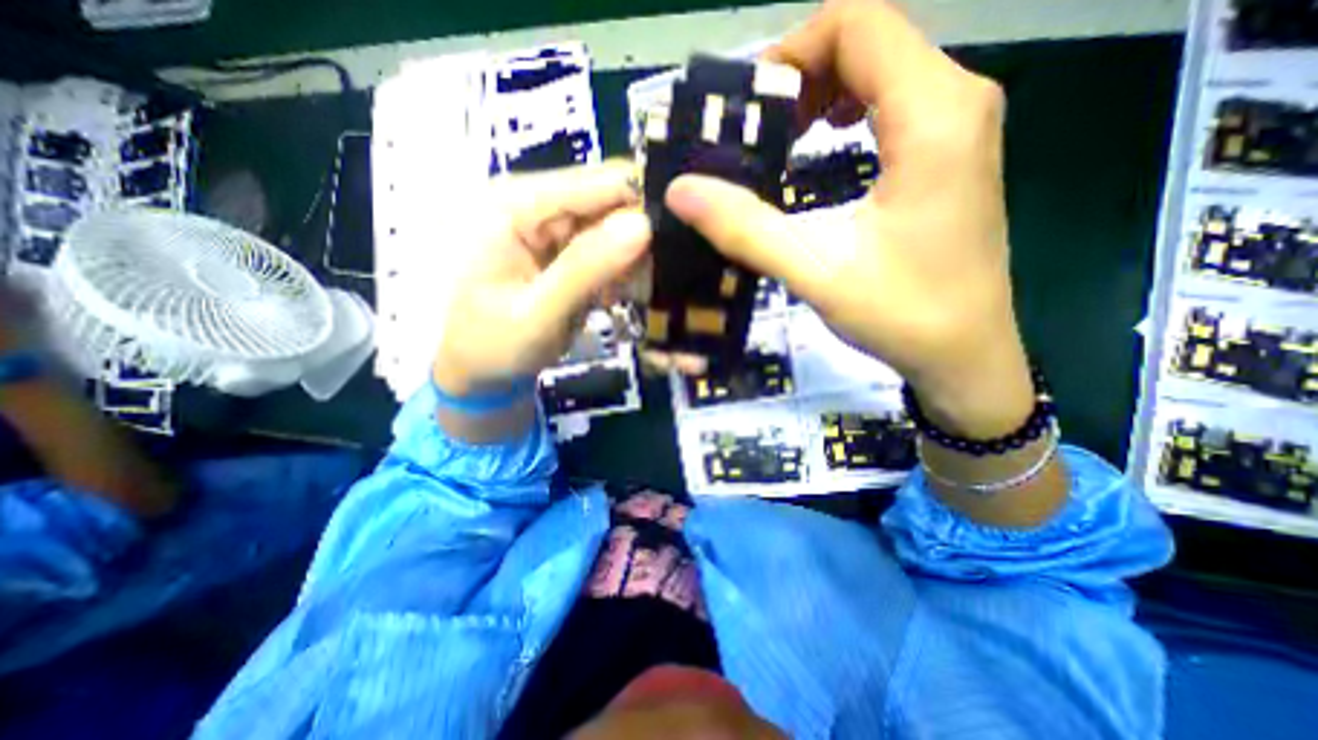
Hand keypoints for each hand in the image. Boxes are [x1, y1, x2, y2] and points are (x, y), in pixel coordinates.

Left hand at [433, 163, 652, 398]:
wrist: (474, 374)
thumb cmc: (491, 348)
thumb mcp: (538, 314)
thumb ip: (586, 269)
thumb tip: (644, 225)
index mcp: (516, 204)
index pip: (599, 182)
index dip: (643, 204)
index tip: (679, 241)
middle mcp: (534, 202)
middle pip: (608, 200)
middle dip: (639, 236)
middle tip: (659, 280)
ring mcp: (548, 226)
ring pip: (611, 226)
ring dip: (632, 259)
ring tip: (638, 295)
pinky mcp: (558, 250)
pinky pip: (603, 249)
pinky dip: (619, 271)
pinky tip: (620, 297)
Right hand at [670, 0, 1028, 438]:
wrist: (965, 355)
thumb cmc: (900, 314)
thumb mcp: (814, 270)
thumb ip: (746, 228)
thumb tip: (682, 191)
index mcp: (933, 114)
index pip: (858, 23)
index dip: (792, 50)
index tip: (750, 108)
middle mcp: (959, 101)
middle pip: (871, 40)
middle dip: (802, 74)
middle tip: (757, 131)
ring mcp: (962, 127)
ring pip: (883, 71)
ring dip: (823, 94)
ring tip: (783, 141)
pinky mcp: (954, 155)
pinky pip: (896, 103)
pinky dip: (848, 113)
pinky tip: (824, 150)